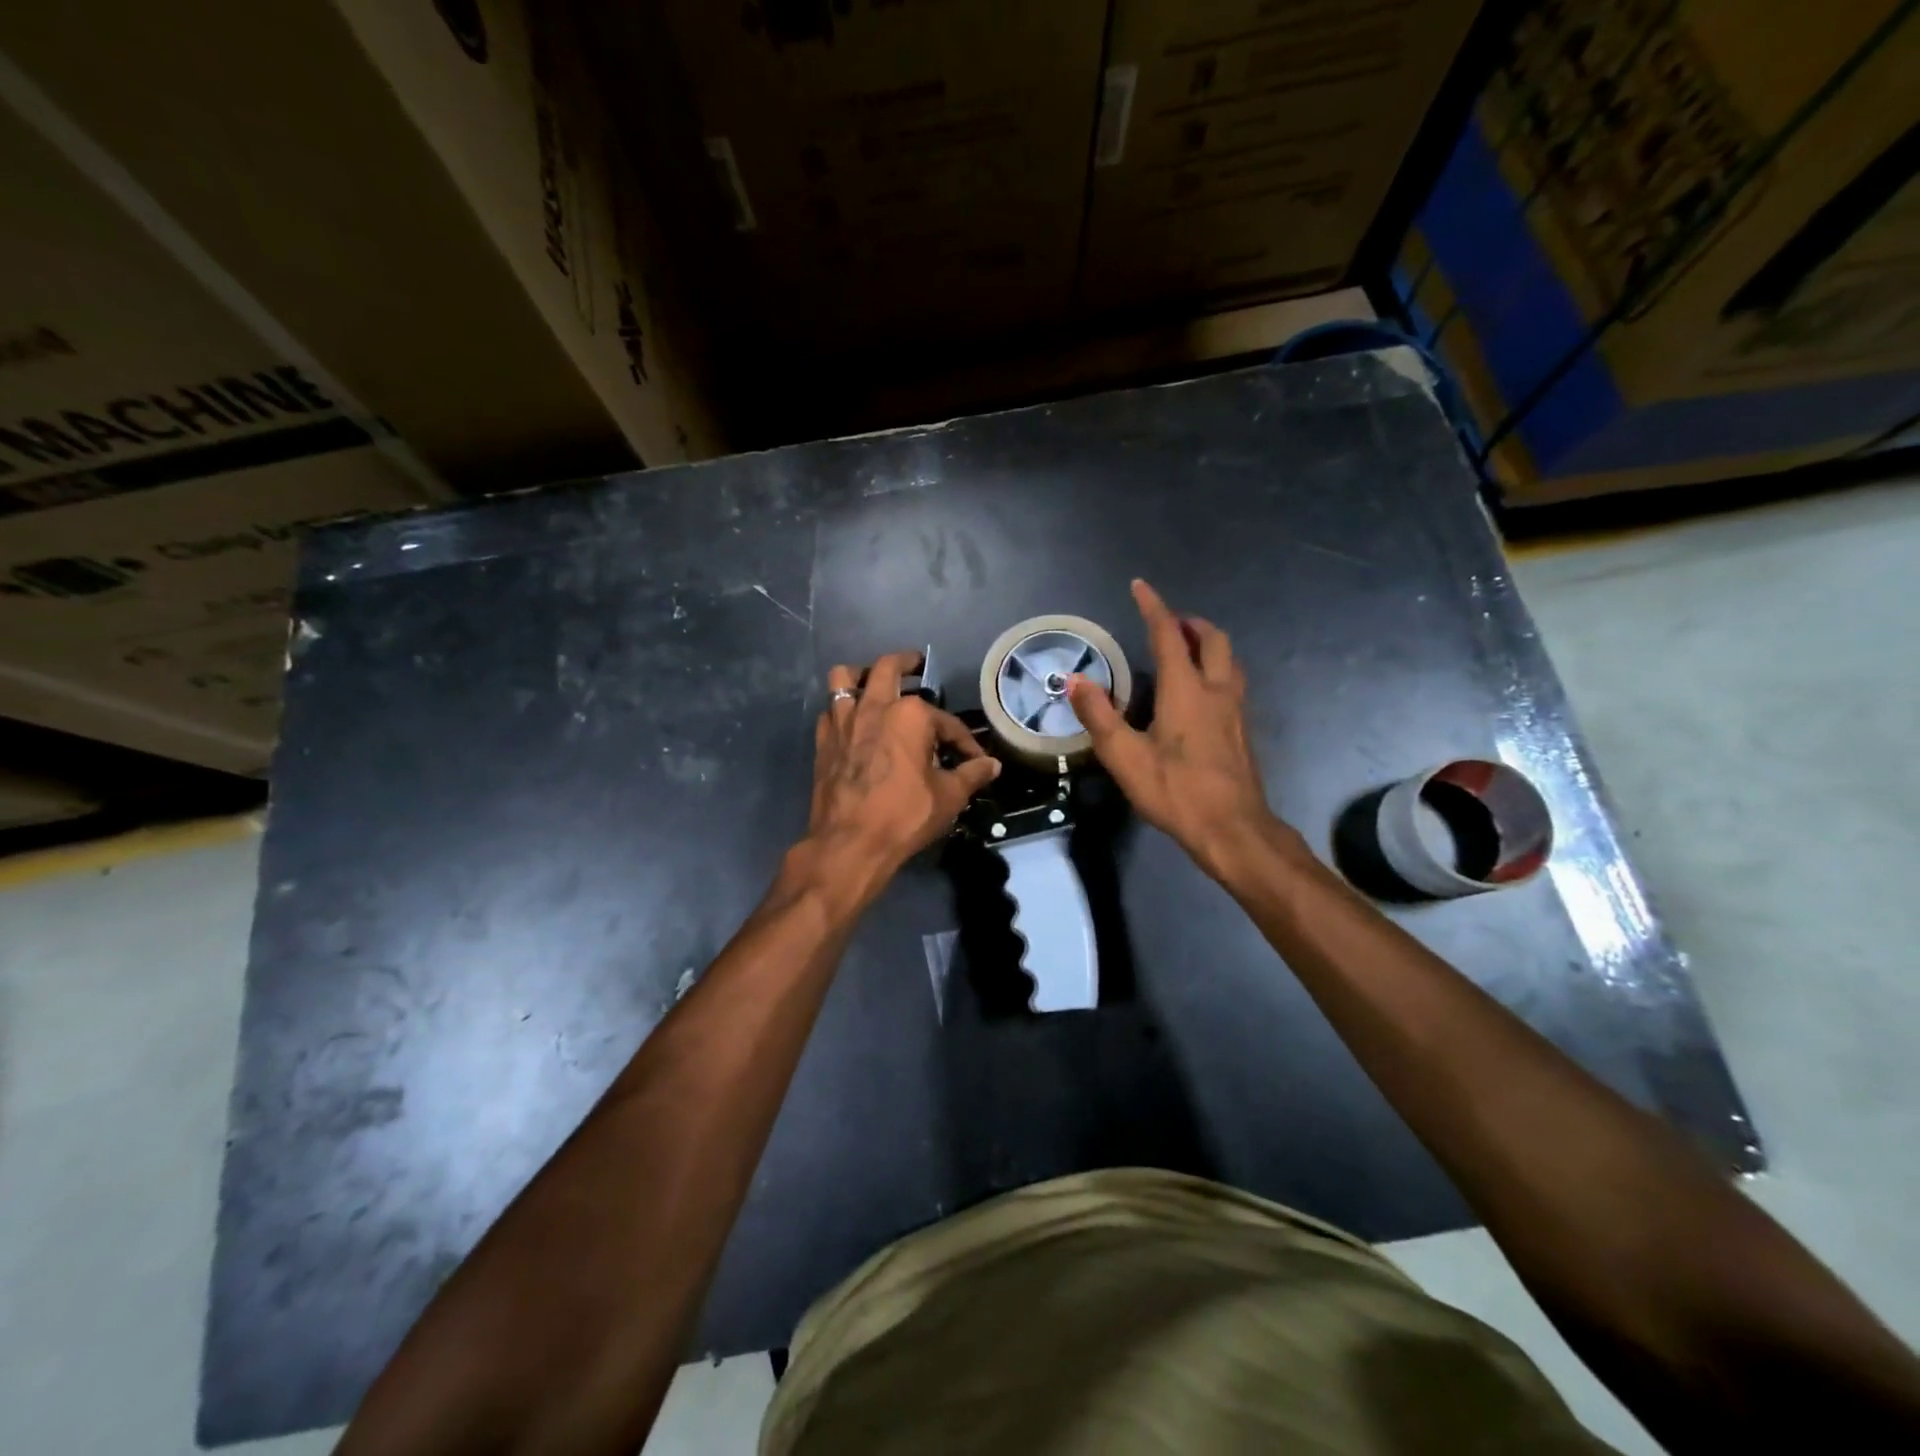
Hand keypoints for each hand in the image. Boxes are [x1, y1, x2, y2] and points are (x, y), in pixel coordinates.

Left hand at [802, 650, 1000, 905]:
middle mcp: (875, 707)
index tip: (974, 760)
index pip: (946, 722)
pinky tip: (852, 723)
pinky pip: (829, 711)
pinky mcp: (823, 741)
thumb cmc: (905, 816)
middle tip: (915, 663)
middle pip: (888, 668)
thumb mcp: (949, 796)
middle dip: (906, 662)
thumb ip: (972, 775)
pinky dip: (841, 709)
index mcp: (911, 715)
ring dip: (861, 674)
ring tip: (873, 681)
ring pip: (844, 678)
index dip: (964, 741)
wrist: (850, 843)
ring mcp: (843, 721)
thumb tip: (992, 765)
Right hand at [1068, 579, 1290, 880]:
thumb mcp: (1125, 757)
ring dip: (1208, 644)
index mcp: (1186, 690)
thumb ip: (1099, 716)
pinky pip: (1233, 682)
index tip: (1140, 586)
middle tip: (1167, 625)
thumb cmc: (1175, 791)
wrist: (1233, 829)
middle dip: (1190, 623)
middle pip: (1213, 639)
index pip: (1168, 635)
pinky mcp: (1243, 731)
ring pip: (1229, 659)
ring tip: (1185, 651)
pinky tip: (1201, 693)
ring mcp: (1236, 710)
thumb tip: (1076, 680)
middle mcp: (1216, 690)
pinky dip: (1216, 670)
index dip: (1153, 607)